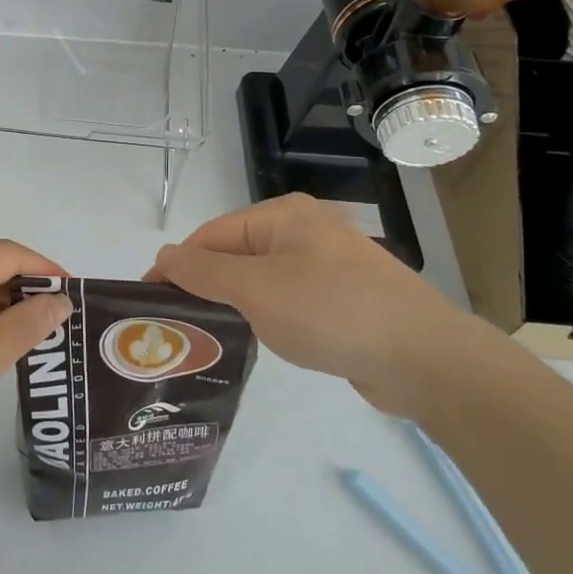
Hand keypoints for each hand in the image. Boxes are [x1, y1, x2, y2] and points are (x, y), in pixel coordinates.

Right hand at [150, 193, 498, 415]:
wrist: (423, 358)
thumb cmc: (331, 311)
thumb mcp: (256, 289)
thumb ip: (204, 271)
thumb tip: (163, 255)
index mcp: (283, 215)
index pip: (211, 234)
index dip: (177, 264)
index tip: (149, 300)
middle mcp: (304, 231)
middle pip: (236, 254)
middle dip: (205, 285)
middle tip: (175, 324)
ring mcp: (327, 264)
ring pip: (261, 280)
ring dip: (234, 304)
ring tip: (206, 336)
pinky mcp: (343, 298)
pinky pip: (288, 299)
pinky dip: (266, 316)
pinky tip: (256, 340)